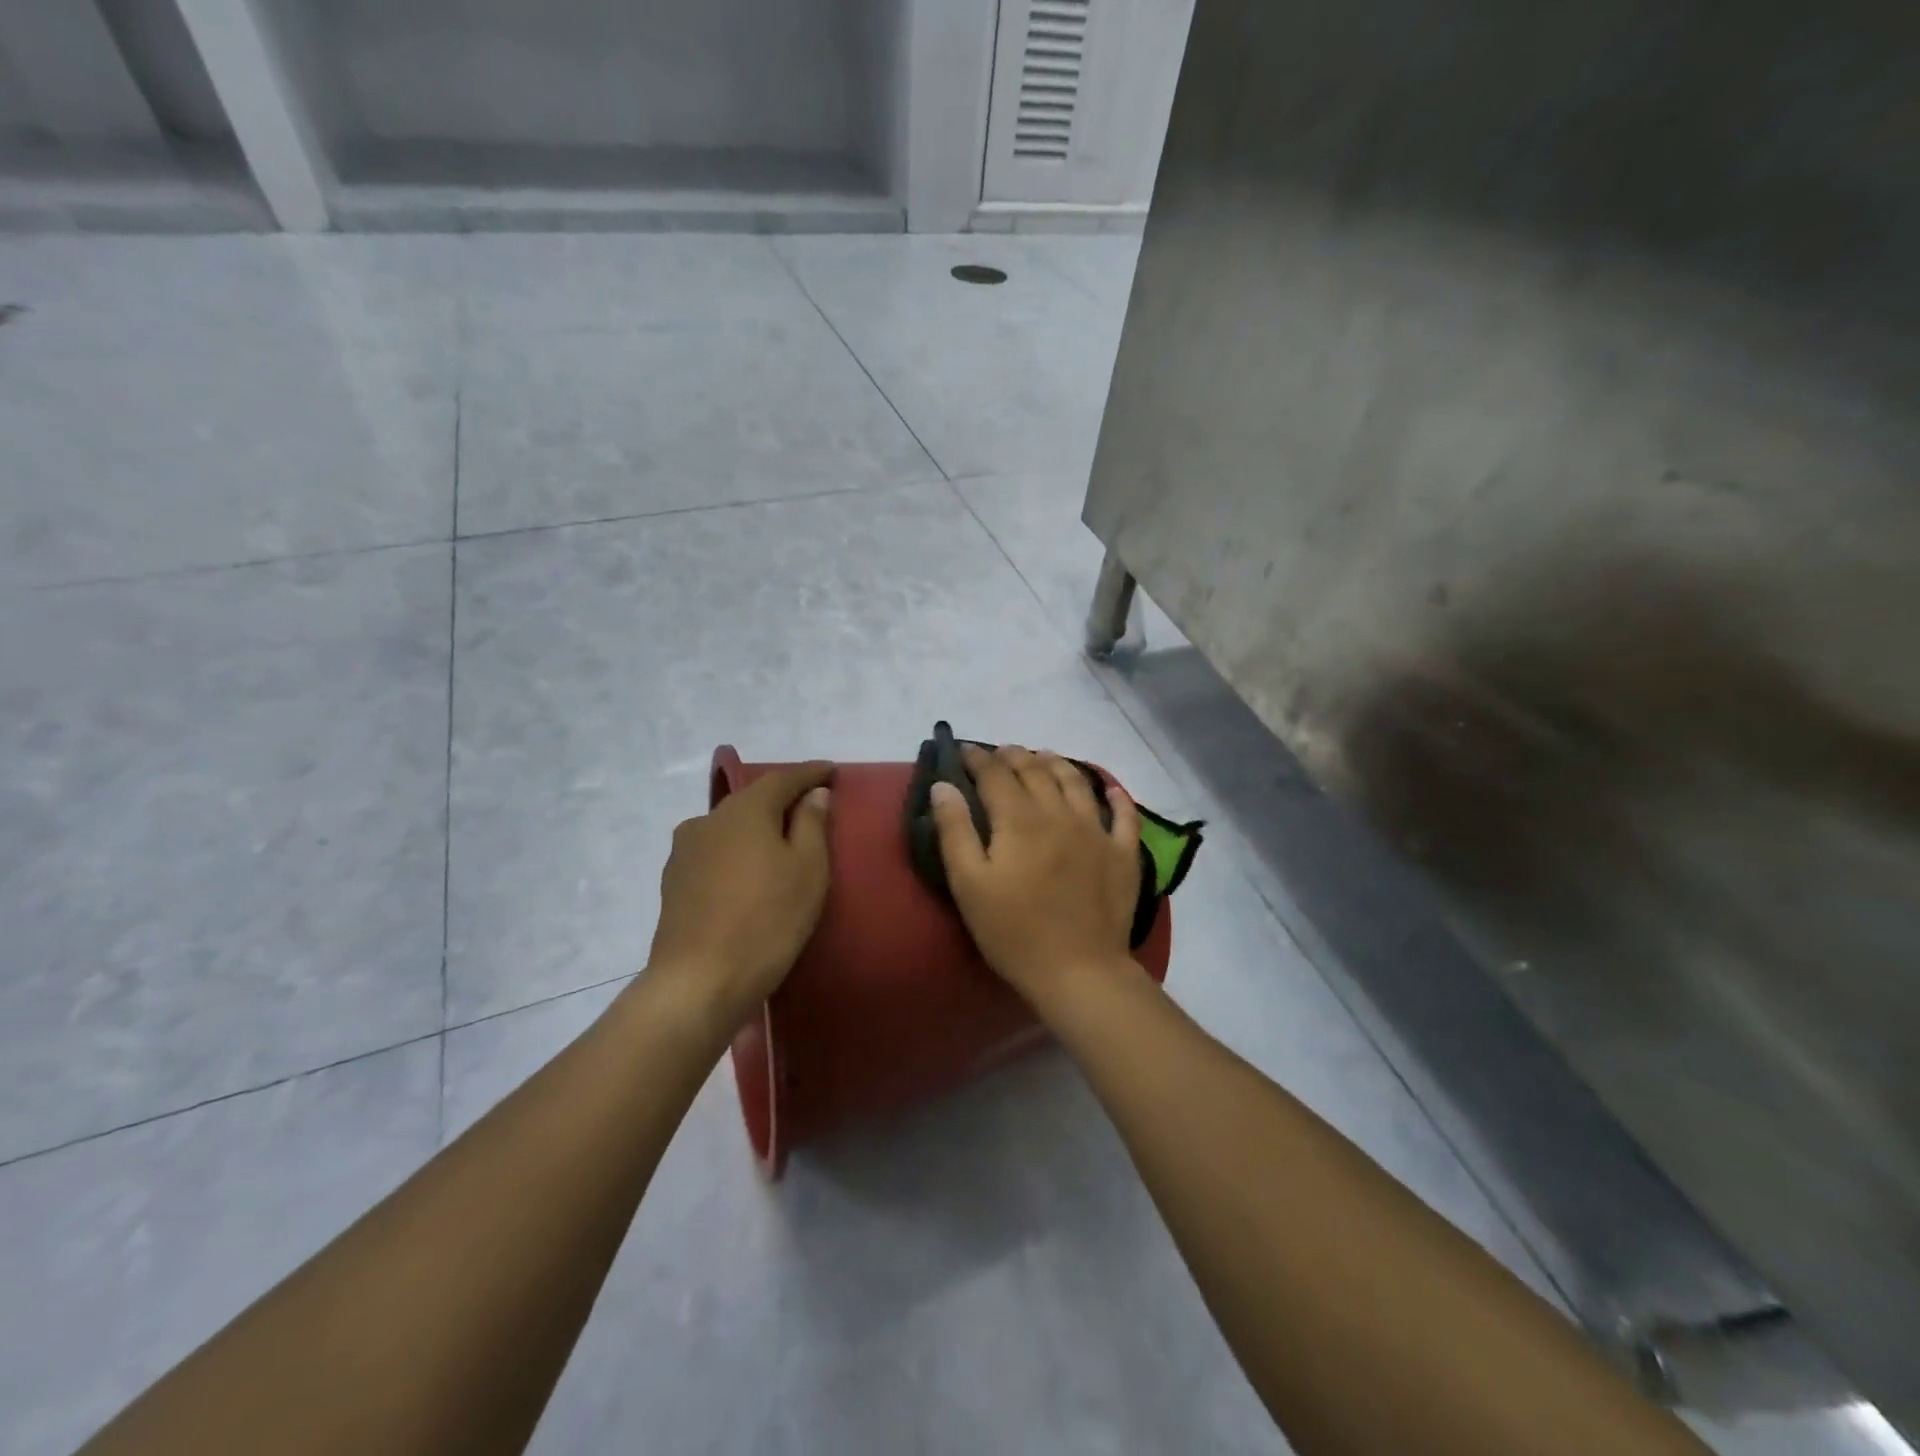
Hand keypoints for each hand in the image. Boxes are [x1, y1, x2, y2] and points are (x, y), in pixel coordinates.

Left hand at [649, 762, 832, 1024]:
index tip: (832, 771)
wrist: (698, 982)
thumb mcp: (808, 870)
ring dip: (757, 827)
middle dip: (782, 799)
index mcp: (745, 810)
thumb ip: (812, 824)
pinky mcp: (673, 881)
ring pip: (730, 826)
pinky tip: (748, 872)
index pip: (783, 778)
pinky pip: (715, 852)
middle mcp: (708, 819)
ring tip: (780, 842)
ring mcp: (684, 851)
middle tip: (810, 807)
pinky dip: (737, 852)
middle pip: (752, 800)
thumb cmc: (767, 920)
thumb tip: (813, 794)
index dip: (810, 773)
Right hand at [930, 745, 1140, 1003]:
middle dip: (1014, 756)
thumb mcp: (968, 884)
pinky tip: (1109, 787)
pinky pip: (1124, 814)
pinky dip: (1115, 795)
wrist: (1078, 970)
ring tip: (1043, 756)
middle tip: (1000, 752)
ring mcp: (1097, 830)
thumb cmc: (1013, 931)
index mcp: (1019, 819)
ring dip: (1056, 763)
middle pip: (1035, 771)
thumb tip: (943, 785)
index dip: (978, 758)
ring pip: (1076, 781)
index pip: (996, 774)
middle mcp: (1060, 813)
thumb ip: (954, 830)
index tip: (963, 751)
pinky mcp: (1123, 853)